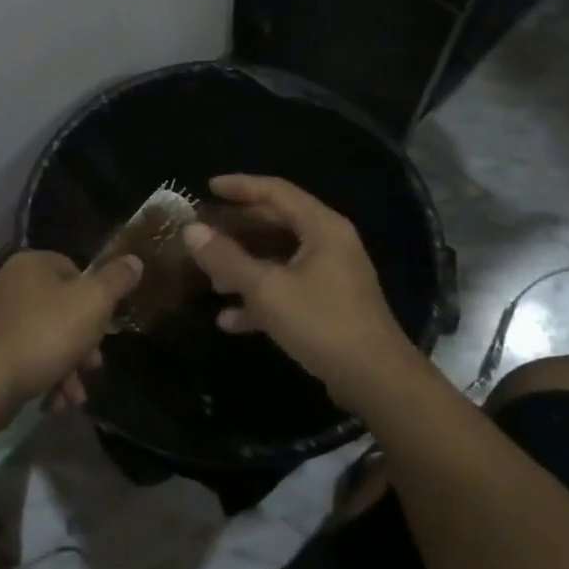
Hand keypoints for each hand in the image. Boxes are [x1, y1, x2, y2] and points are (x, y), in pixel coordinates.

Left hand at [0, 250, 141, 413]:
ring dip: (66, 366)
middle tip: (92, 366)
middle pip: (61, 308)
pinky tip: (55, 401)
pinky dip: (43, 375)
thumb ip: (116, 281)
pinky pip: (25, 356)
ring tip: (75, 395)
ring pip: (45, 337)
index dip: (95, 300)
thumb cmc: (44, 335)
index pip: (74, 270)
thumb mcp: (92, 304)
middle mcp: (8, 282)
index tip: (104, 327)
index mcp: (31, 263)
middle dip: (82, 342)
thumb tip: (134, 261)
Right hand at [181, 174, 415, 410]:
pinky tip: (229, 320)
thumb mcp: (266, 289)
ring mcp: (331, 276)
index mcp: (322, 227)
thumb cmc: (322, 323)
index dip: (240, 186)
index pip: (276, 191)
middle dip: (238, 229)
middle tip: (204, 231)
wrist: (377, 382)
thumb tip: (191, 230)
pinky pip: (288, 289)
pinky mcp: (329, 306)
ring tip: (210, 279)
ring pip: (279, 259)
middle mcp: (329, 244)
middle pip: (277, 223)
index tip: (207, 188)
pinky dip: (260, 298)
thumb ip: (226, 258)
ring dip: (245, 267)